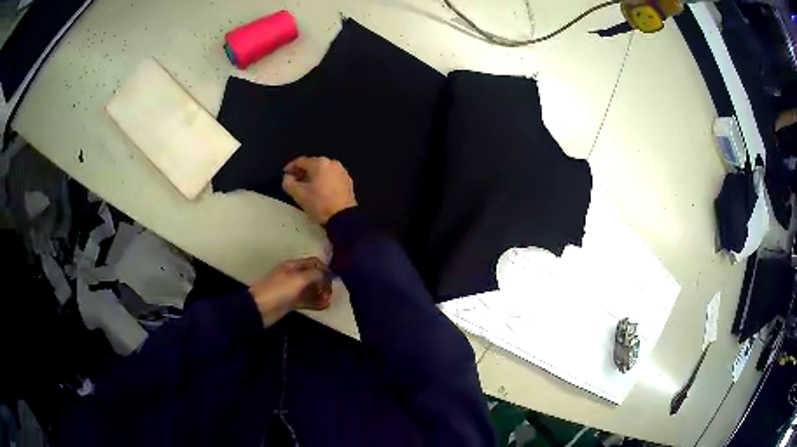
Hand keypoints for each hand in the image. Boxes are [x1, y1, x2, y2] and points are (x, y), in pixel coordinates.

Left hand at [248, 258, 332, 326]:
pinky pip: (306, 300)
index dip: (325, 269)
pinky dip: (315, 302)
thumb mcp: (299, 279)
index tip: (333, 279)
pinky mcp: (291, 302)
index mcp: (293, 266)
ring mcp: (292, 290)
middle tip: (330, 293)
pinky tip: (323, 306)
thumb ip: (315, 275)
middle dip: (324, 283)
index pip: (314, 262)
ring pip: (311, 289)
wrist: (259, 308)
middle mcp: (294, 275)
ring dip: (321, 294)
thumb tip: (327, 275)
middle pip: (313, 276)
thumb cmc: (279, 291)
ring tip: (328, 301)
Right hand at [282, 156, 357, 224]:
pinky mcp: (348, 181)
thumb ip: (288, 183)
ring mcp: (342, 171)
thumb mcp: (299, 194)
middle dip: (302, 172)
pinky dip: (323, 180)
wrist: (343, 217)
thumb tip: (287, 177)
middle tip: (294, 181)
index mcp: (319, 163)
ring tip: (305, 187)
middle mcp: (332, 163)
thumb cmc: (319, 203)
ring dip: (313, 176)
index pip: (300, 161)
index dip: (290, 167)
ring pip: (322, 170)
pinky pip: (331, 177)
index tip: (284, 174)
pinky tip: (319, 190)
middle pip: (312, 164)